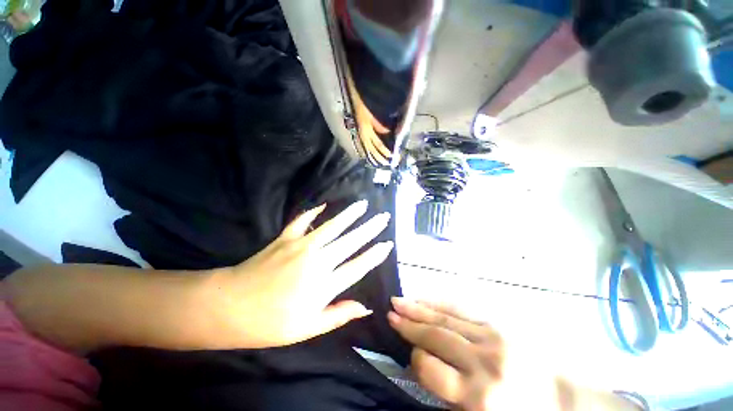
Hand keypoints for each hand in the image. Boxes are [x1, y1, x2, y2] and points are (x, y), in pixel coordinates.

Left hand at [211, 200, 393, 348]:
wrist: (228, 306)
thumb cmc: (269, 323)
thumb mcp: (307, 328)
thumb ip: (338, 315)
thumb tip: (365, 307)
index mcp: (324, 285)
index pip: (358, 266)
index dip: (375, 255)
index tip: (388, 244)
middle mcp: (317, 261)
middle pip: (350, 241)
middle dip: (370, 228)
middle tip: (384, 217)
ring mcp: (300, 246)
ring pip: (332, 226)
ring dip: (349, 215)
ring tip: (362, 204)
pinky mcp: (285, 238)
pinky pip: (301, 221)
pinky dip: (311, 212)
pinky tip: (322, 206)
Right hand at [388, 299, 568, 410]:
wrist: (569, 400)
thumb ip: (451, 397)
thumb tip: (423, 369)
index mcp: (479, 396)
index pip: (431, 370)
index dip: (415, 360)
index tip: (410, 355)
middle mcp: (482, 362)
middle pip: (436, 338)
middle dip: (409, 325)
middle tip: (390, 313)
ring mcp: (491, 338)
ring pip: (445, 319)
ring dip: (419, 309)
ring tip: (399, 302)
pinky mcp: (499, 326)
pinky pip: (461, 310)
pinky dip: (440, 304)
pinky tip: (426, 300)